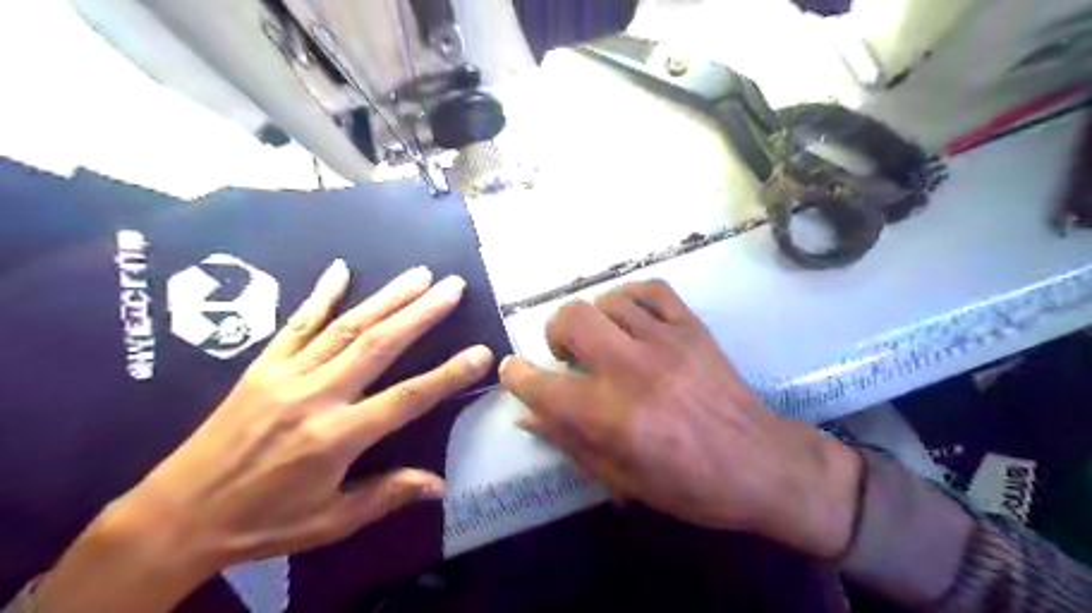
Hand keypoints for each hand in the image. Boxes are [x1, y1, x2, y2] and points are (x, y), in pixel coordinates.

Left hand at [35, 259, 489, 612]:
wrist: (175, 516)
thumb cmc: (262, 523)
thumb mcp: (330, 523)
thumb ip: (386, 496)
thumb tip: (439, 485)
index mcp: (336, 438)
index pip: (407, 399)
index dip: (448, 375)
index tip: (481, 353)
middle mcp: (316, 397)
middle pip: (379, 345)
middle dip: (421, 312)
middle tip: (452, 286)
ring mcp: (286, 375)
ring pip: (346, 327)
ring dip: (387, 297)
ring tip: (419, 275)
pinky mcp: (262, 366)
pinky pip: (296, 324)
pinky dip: (321, 294)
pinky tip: (341, 269)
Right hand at [500, 280, 862, 556]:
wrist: (761, 463)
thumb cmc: (688, 484)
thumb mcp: (621, 477)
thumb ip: (569, 441)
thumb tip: (528, 416)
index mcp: (610, 415)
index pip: (542, 384)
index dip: (517, 375)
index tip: (514, 370)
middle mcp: (631, 368)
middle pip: (571, 318)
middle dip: (554, 331)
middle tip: (567, 354)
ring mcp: (665, 340)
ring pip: (609, 299)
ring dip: (595, 318)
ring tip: (605, 339)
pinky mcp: (693, 327)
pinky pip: (652, 289)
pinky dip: (633, 297)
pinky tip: (633, 316)